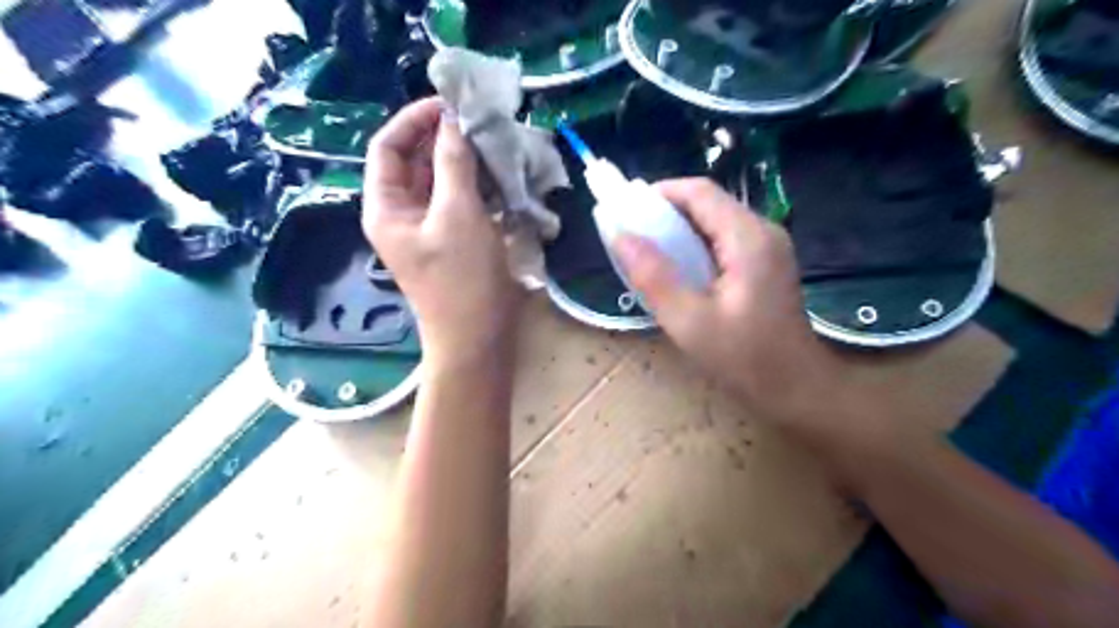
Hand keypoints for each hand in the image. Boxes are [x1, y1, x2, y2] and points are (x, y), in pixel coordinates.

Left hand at [367, 97, 524, 363]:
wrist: (479, 340)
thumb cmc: (463, 280)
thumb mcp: (458, 215)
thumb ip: (455, 163)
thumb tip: (455, 121)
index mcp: (386, 207)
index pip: (388, 146)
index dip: (414, 119)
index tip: (451, 104)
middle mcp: (402, 214)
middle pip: (417, 161)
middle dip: (445, 139)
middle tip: (482, 122)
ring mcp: (430, 228)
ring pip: (443, 181)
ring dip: (466, 162)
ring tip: (497, 144)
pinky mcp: (456, 240)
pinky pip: (462, 202)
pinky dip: (479, 186)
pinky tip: (502, 177)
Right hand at [612, 176, 847, 432]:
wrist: (796, 389)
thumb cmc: (744, 359)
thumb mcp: (689, 321)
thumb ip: (653, 275)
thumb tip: (619, 234)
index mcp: (748, 238)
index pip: (699, 191)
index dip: (659, 193)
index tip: (626, 213)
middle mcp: (763, 231)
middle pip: (708, 203)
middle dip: (665, 213)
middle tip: (632, 239)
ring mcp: (768, 247)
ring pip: (714, 221)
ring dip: (679, 231)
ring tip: (649, 256)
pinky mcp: (766, 264)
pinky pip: (723, 240)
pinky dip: (695, 247)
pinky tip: (679, 272)